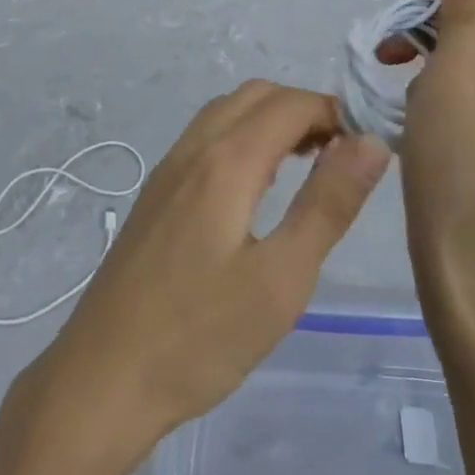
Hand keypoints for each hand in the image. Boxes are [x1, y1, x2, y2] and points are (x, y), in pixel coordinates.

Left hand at [20, 81, 389, 474]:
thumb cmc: (200, 337)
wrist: (102, 378)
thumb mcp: (281, 279)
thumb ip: (328, 204)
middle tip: (340, 157)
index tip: (367, 148)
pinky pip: (206, 138)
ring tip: (308, 167)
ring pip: (227, 112)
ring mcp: (167, 169)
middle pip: (257, 96)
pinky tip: (257, 189)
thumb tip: (371, 143)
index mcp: (226, 161)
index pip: (291, 104)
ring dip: (271, 121)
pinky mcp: (155, 193)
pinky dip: (243, 138)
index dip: (336, 113)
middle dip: (305, 110)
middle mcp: (193, 149)